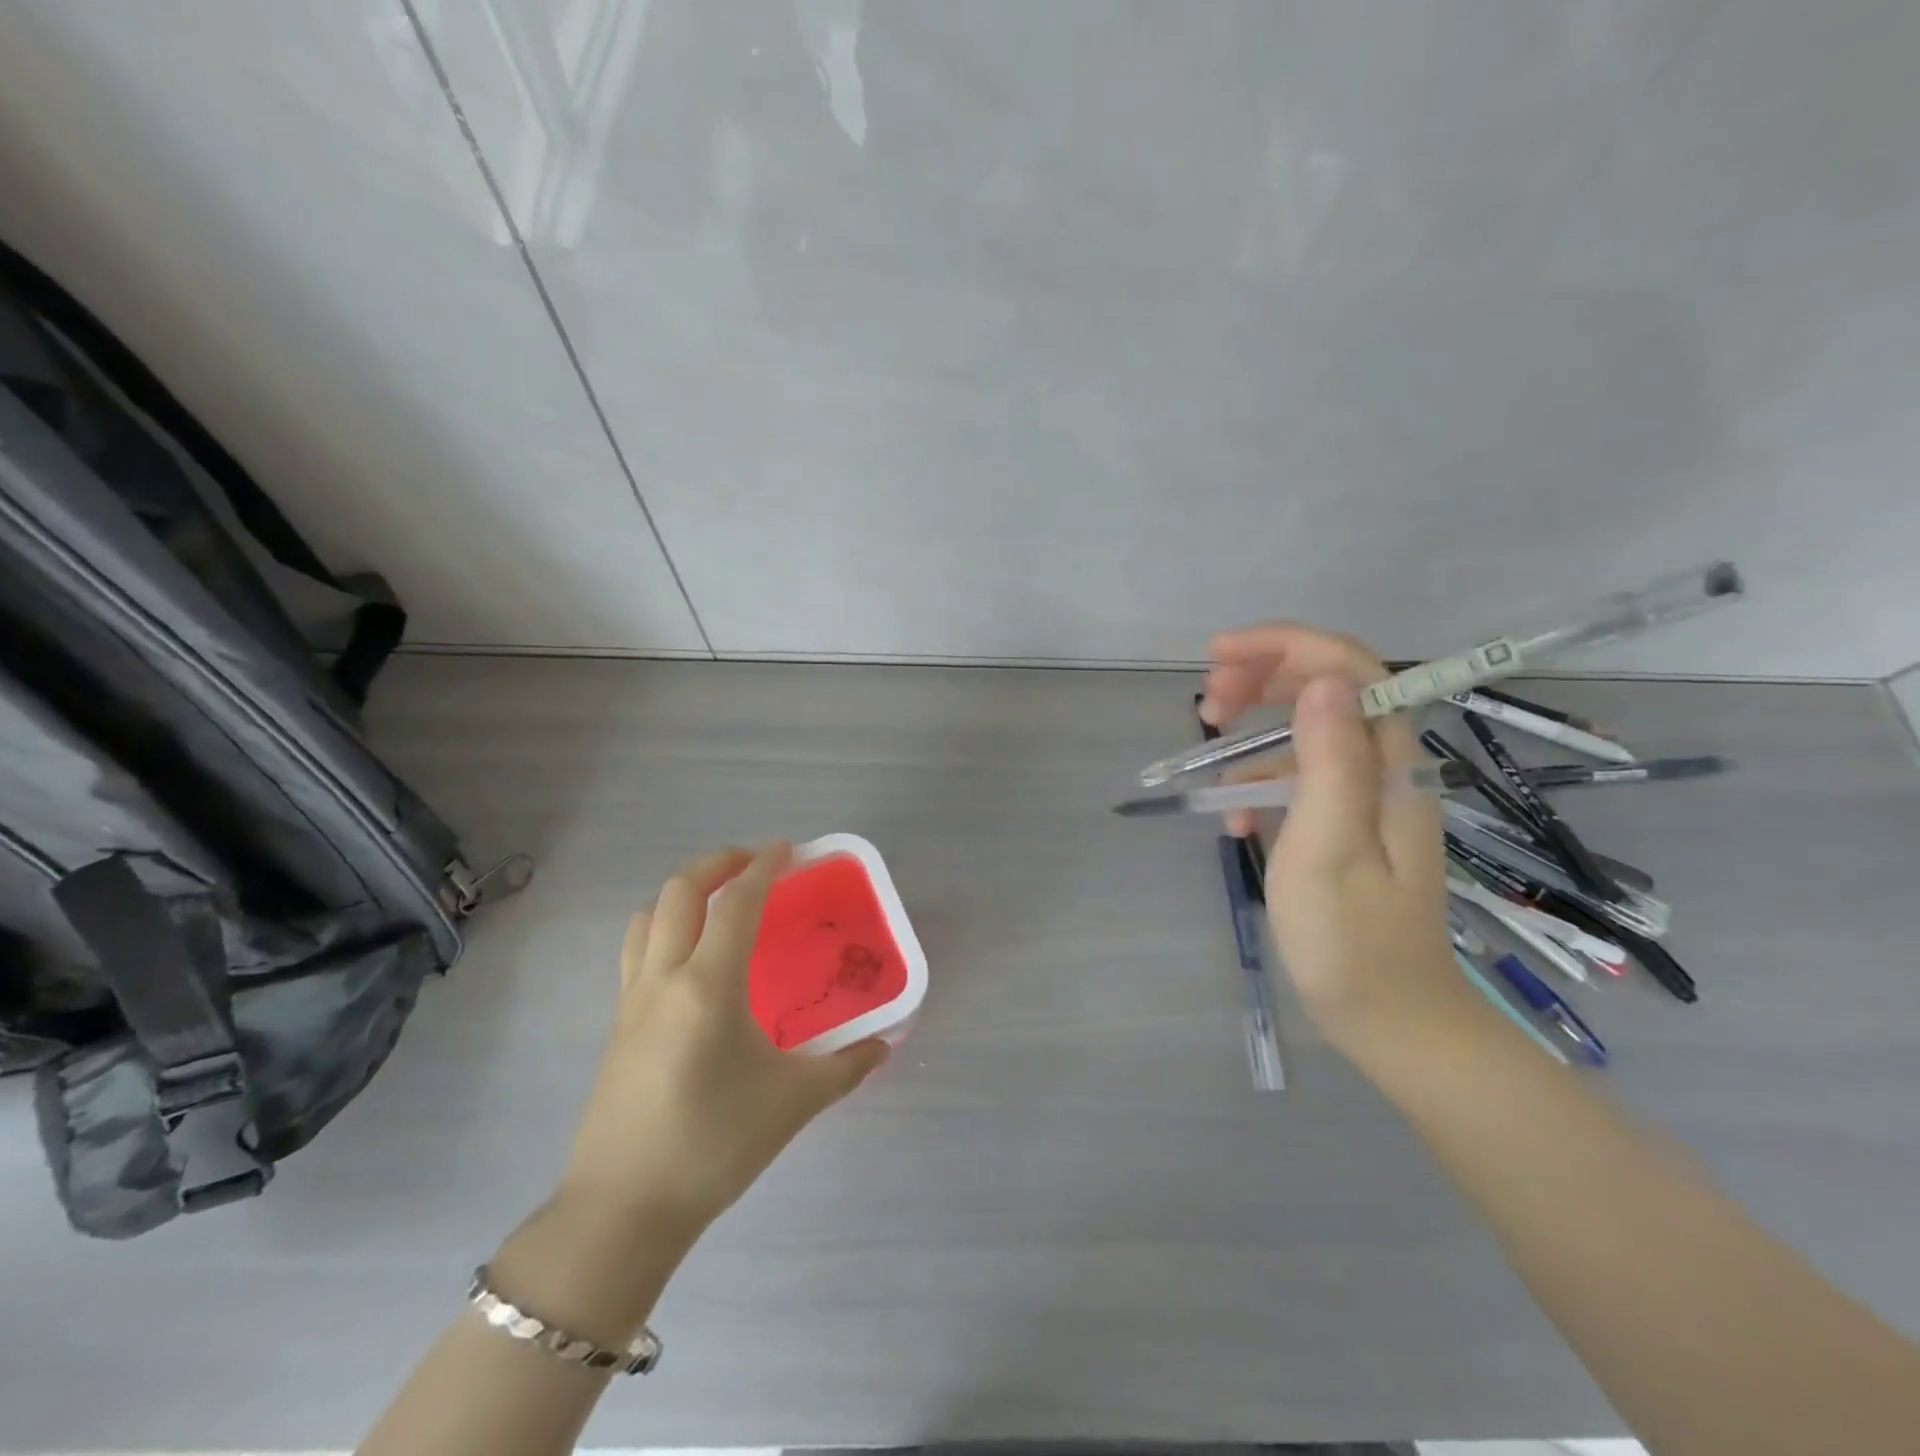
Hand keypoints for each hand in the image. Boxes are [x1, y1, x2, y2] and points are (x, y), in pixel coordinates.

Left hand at [557, 843, 888, 1238]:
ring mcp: (632, 999)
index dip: (763, 868)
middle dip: (717, 863)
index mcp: (708, 986)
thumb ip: (846, 1067)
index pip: (736, 905)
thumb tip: (883, 1047)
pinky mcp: (617, 1024)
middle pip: (679, 892)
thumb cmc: (713, 1146)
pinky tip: (690, 958)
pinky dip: (663, 927)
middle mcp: (664, 978)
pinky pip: (636, 950)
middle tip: (753, 864)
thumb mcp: (793, 1104)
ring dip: (682, 893)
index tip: (786, 849)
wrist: (622, 1211)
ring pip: (648, 916)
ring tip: (718, 902)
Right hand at [1200, 624, 1472, 1053]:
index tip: (1218, 654)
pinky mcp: (1343, 823)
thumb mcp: (1329, 846)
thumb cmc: (1351, 938)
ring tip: (1208, 760)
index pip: (1348, 667)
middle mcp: (1382, 766)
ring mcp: (1363, 795)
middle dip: (1261, 679)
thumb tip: (1322, 681)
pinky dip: (1258, 787)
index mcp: (1389, 763)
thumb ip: (1329, 760)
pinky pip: (1297, 779)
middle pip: (1325, 688)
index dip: (1284, 645)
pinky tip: (1234, 824)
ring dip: (1252, 733)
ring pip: (1305, 730)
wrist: (1389, 1018)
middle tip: (1206, 704)